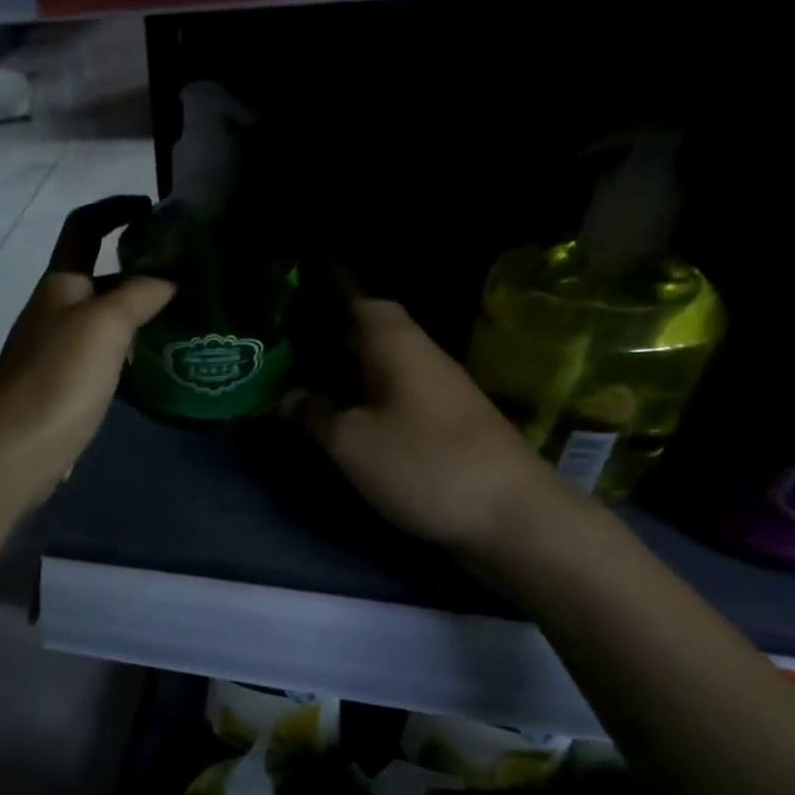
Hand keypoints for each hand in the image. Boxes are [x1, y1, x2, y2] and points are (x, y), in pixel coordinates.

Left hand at [0, 198, 172, 515]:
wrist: (16, 450)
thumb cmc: (59, 378)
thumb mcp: (105, 325)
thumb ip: (139, 295)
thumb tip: (167, 280)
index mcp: (60, 285)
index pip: (84, 227)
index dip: (114, 209)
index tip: (152, 208)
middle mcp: (54, 313)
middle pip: (96, 275)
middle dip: (137, 268)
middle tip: (185, 277)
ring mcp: (54, 353)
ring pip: (100, 320)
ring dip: (135, 313)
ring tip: (179, 320)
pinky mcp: (61, 389)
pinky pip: (99, 357)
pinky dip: (126, 351)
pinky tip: (150, 366)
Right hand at [282, 294, 570, 556]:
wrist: (511, 515)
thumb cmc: (424, 464)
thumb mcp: (353, 442)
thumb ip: (316, 415)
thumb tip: (289, 397)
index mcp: (398, 347)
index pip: (362, 300)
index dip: (333, 287)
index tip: (302, 280)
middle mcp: (421, 358)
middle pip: (371, 331)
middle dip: (329, 330)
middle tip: (284, 336)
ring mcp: (437, 392)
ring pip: (382, 364)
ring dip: (345, 365)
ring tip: (302, 372)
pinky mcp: (444, 424)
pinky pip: (393, 393)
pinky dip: (363, 393)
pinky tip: (342, 411)